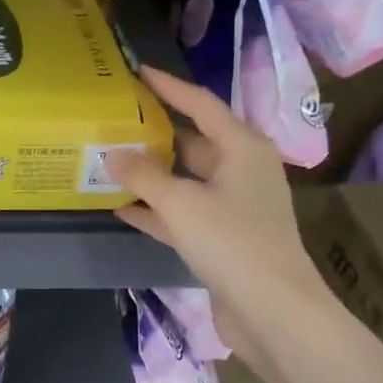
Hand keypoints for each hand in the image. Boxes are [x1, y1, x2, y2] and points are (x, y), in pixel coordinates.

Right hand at [106, 67, 331, 351]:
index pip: (202, 104)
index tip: (138, 71)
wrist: (272, 310)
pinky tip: (122, 209)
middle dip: (156, 133)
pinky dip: (156, 210)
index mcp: (243, 148)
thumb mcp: (180, 203)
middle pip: (193, 142)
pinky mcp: (222, 238)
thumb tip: (112, 155)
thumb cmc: (231, 241)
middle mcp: (242, 171)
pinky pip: (183, 214)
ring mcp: (233, 206)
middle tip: (116, 120)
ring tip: (110, 162)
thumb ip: (143, 176)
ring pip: (185, 180)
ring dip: (151, 174)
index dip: (169, 87)